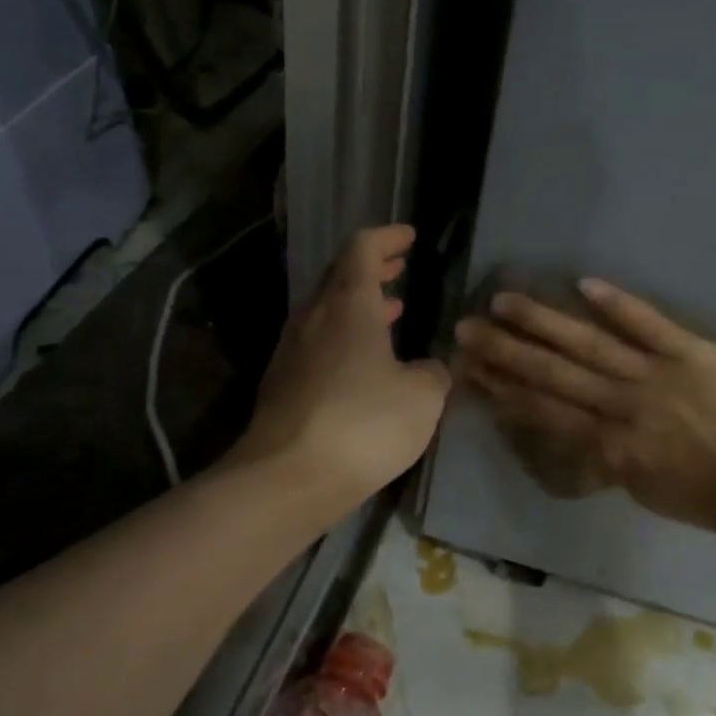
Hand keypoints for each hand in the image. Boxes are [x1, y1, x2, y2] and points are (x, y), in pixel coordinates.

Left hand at [231, 225, 450, 518]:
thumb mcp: (422, 398)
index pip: (363, 249)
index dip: (387, 237)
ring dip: (359, 305)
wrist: (286, 478)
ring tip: (390, 311)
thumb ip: (433, 374)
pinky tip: (364, 363)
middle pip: (340, 276)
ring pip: (327, 311)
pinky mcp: (282, 384)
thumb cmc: (363, 423)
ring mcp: (291, 351)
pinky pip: (318, 343)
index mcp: (348, 305)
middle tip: (398, 267)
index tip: (408, 237)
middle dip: (372, 268)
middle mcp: (314, 318)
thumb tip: (428, 369)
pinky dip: (345, 337)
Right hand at [454, 279, 715, 542]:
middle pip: (553, 373)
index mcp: (609, 445)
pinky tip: (583, 283)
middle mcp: (622, 406)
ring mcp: (656, 374)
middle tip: (466, 329)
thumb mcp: (638, 488)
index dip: (502, 389)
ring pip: (589, 345)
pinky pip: (648, 323)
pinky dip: (617, 303)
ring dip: (543, 322)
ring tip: (503, 301)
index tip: (469, 370)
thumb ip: (600, 455)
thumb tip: (566, 424)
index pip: (543, 410)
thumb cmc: (702, 496)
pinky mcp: (690, 351)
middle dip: (505, 351)